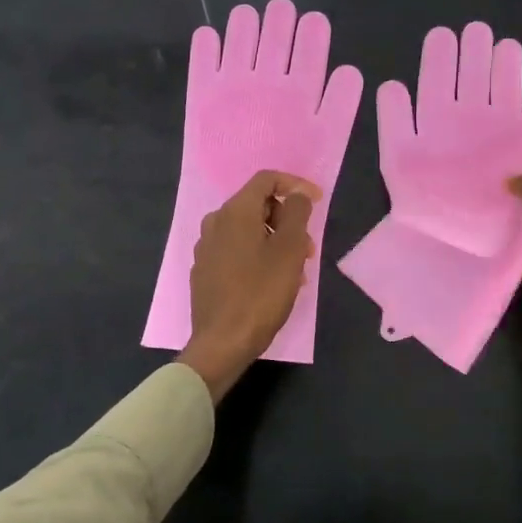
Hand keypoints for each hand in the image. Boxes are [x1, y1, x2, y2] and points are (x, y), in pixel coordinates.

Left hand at [179, 171, 319, 400]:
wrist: (222, 343)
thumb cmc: (261, 293)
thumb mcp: (289, 250)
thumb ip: (297, 213)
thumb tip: (297, 194)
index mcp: (235, 212)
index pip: (266, 179)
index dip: (296, 185)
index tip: (317, 202)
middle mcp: (215, 222)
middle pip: (257, 205)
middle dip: (287, 219)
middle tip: (307, 248)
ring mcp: (206, 248)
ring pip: (248, 230)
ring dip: (275, 241)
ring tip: (295, 270)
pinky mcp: (204, 271)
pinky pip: (236, 250)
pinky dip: (258, 256)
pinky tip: (272, 282)